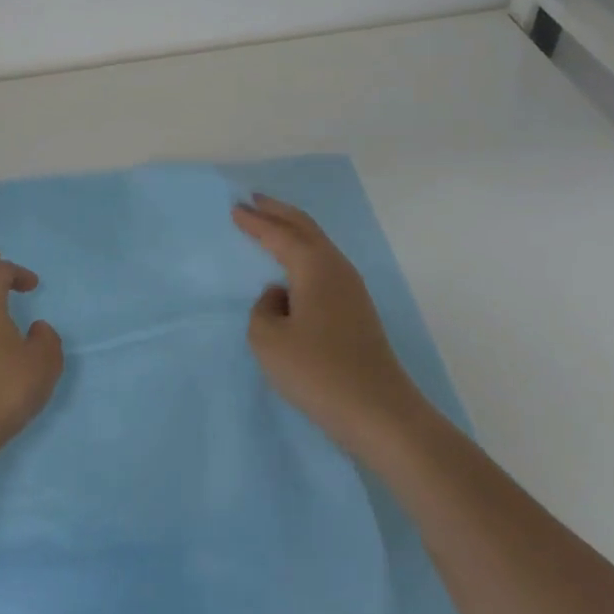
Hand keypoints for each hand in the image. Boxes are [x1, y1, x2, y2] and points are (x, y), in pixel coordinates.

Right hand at [233, 194, 424, 459]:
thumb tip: (280, 296)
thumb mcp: (268, 340)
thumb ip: (263, 309)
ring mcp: (352, 291)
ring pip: (318, 247)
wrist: (379, 414)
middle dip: (278, 212)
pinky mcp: (356, 313)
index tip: (234, 208)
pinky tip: (293, 269)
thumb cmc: (317, 372)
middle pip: (306, 229)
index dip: (255, 221)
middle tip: (253, 200)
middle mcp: (337, 270)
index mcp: (315, 268)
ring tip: (270, 226)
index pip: (280, 234)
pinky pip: (323, 267)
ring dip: (293, 232)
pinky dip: (303, 255)